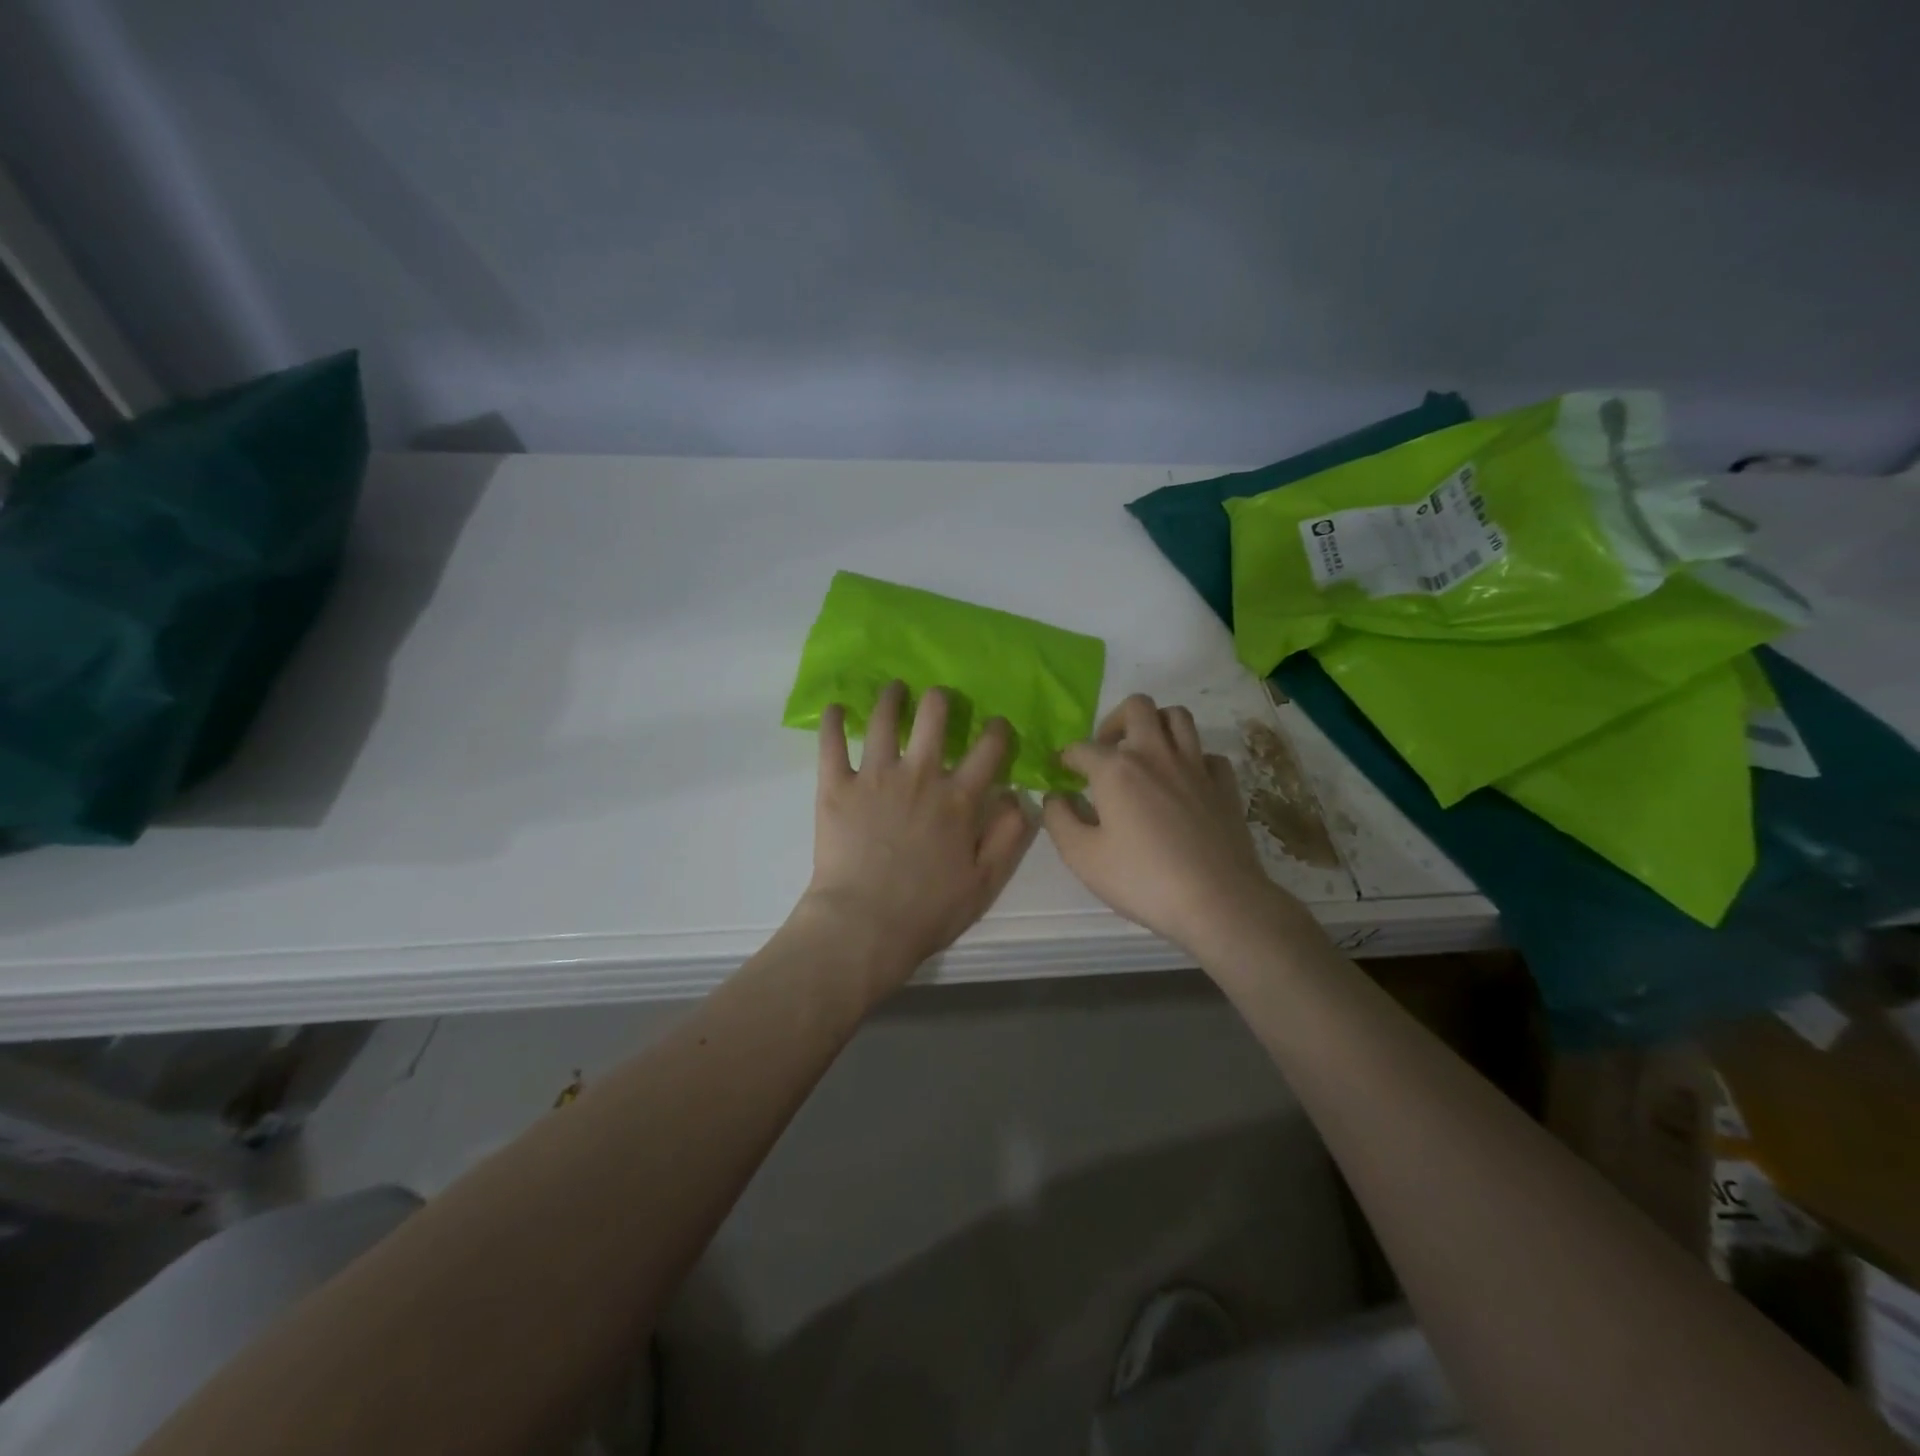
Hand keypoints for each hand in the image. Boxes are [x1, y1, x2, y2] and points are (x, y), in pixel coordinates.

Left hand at [799, 682, 1037, 994]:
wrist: (863, 925)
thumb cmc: (928, 910)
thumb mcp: (986, 882)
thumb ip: (1008, 836)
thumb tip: (1016, 797)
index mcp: (958, 798)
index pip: (989, 749)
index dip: (998, 730)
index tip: (997, 724)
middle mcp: (919, 775)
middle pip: (934, 716)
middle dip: (940, 700)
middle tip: (938, 699)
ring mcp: (874, 777)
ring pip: (883, 719)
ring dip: (891, 697)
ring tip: (894, 689)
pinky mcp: (836, 786)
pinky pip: (832, 743)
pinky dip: (832, 720)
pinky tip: (835, 707)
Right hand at [1043, 694, 1292, 957]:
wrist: (1217, 901)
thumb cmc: (1142, 879)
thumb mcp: (1082, 857)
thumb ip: (1059, 820)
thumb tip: (1055, 797)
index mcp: (1117, 769)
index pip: (1082, 747)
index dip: (1065, 757)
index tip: (1059, 772)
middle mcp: (1156, 754)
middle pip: (1137, 707)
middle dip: (1114, 721)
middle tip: (1106, 751)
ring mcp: (1196, 766)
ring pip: (1178, 717)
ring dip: (1156, 725)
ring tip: (1144, 753)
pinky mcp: (1224, 785)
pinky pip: (1207, 754)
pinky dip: (1192, 759)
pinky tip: (1183, 781)